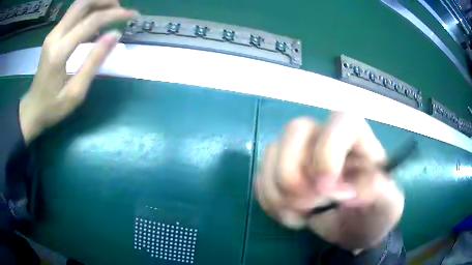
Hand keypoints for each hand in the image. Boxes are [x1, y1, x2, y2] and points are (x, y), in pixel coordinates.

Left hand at [19, 0, 136, 143]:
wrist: (32, 109)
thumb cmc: (53, 107)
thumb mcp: (76, 92)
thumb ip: (94, 62)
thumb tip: (115, 34)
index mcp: (59, 52)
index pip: (91, 21)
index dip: (114, 15)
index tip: (132, 15)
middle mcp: (55, 36)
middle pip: (83, 3)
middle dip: (105, 1)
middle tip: (121, 9)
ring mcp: (53, 33)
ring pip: (78, 5)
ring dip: (97, 3)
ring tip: (112, 11)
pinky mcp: (53, 35)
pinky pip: (73, 13)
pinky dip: (89, 11)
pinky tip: (96, 22)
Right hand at [256, 113, 403, 251]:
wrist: (355, 229)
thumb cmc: (374, 213)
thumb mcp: (386, 206)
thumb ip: (376, 191)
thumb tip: (346, 191)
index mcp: (359, 139)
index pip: (341, 121)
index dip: (328, 152)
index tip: (327, 192)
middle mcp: (327, 138)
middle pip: (294, 130)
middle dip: (293, 175)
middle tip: (308, 205)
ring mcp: (301, 153)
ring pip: (271, 153)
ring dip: (278, 193)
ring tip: (302, 216)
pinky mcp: (282, 171)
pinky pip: (261, 176)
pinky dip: (269, 201)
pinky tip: (290, 214)